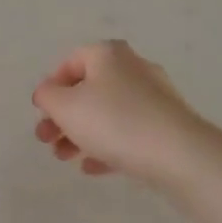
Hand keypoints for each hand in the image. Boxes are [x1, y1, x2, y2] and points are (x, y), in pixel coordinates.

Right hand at [30, 40, 205, 184]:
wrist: (179, 155)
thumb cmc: (114, 121)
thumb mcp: (65, 107)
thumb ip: (47, 96)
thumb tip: (47, 93)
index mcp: (108, 54)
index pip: (70, 62)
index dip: (51, 87)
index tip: (42, 113)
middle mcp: (133, 68)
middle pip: (88, 89)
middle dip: (63, 116)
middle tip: (46, 140)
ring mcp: (154, 97)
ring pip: (108, 112)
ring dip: (81, 134)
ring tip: (65, 158)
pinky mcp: (167, 125)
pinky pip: (129, 131)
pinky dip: (107, 146)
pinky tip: (92, 168)